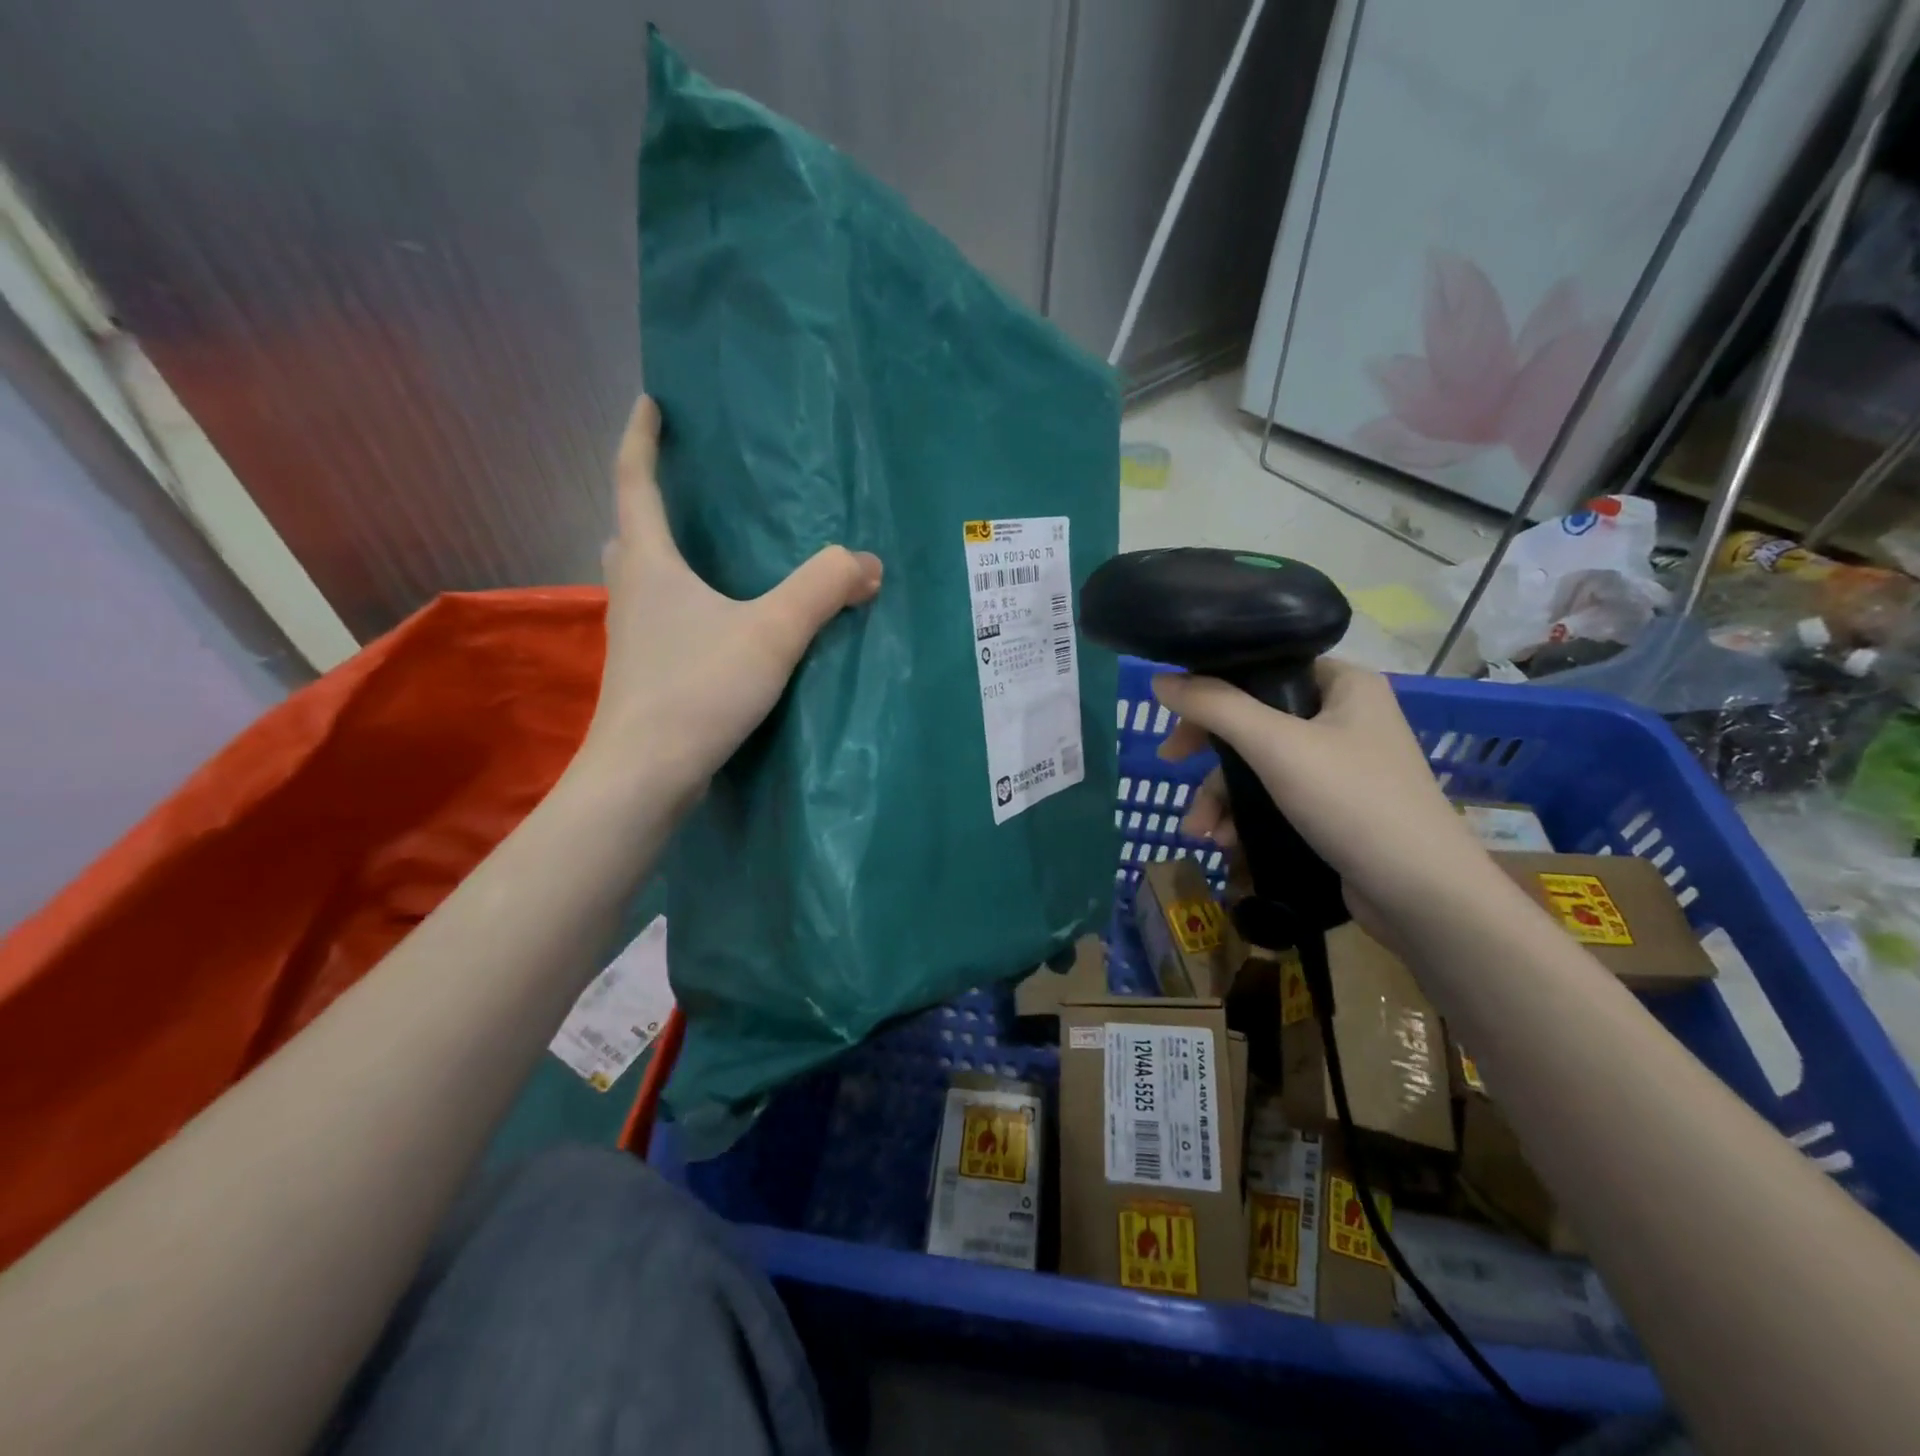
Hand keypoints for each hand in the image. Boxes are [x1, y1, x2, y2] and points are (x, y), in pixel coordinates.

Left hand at [576, 396, 881, 795]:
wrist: (645, 774)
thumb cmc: (698, 688)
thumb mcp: (772, 631)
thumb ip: (824, 589)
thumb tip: (867, 564)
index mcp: (650, 564)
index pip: (634, 482)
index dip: (641, 439)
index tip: (650, 403)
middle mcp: (631, 593)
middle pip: (629, 533)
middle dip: (647, 502)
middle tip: (682, 489)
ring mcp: (632, 638)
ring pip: (641, 581)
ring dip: (662, 558)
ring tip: (705, 556)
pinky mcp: (644, 675)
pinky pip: (660, 620)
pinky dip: (680, 605)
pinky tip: (715, 626)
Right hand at [1152, 659, 1495, 925]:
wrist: (1422, 895)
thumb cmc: (1353, 801)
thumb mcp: (1275, 746)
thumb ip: (1215, 707)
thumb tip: (1160, 680)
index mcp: (1344, 684)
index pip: (1266, 666)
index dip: (1215, 686)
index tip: (1177, 715)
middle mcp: (1345, 717)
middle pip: (1255, 719)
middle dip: (1211, 755)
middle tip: (1171, 764)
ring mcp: (1342, 765)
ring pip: (1260, 765)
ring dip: (1222, 796)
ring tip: (1201, 832)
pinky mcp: (1336, 807)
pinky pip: (1276, 797)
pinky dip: (1247, 815)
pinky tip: (1228, 843)